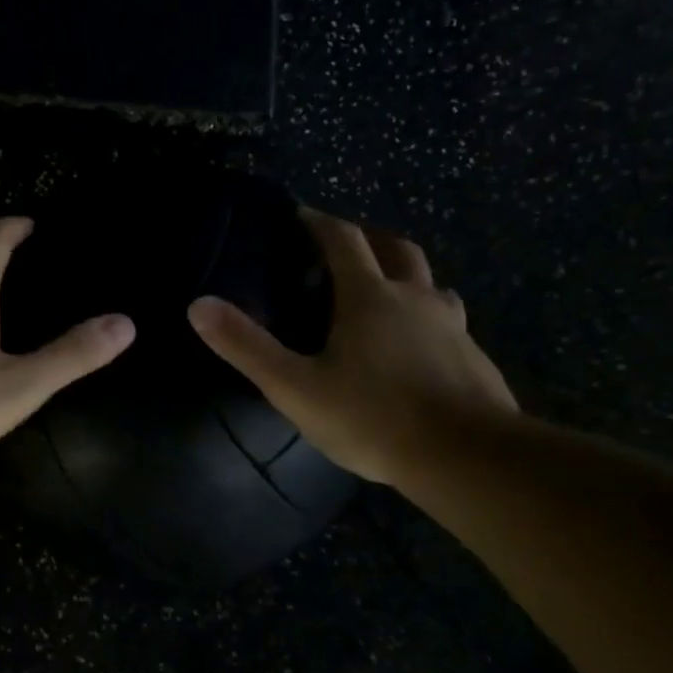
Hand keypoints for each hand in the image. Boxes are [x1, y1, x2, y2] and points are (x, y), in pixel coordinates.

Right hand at [187, 209, 515, 484]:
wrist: (466, 457)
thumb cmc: (373, 418)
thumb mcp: (296, 387)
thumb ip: (247, 347)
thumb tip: (198, 305)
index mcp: (370, 297)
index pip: (343, 239)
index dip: (319, 222)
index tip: (301, 215)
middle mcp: (415, 298)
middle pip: (396, 248)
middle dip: (369, 238)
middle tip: (345, 248)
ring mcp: (451, 326)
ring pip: (430, 283)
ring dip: (405, 276)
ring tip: (385, 294)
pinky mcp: (474, 357)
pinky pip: (448, 322)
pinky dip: (427, 318)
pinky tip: (418, 348)